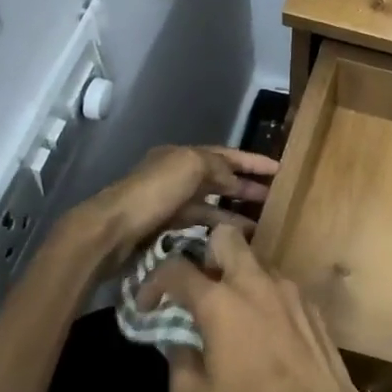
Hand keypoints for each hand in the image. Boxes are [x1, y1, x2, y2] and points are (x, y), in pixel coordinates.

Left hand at [82, 144, 277, 270]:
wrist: (112, 230)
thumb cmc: (153, 192)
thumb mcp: (190, 165)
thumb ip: (217, 166)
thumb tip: (235, 179)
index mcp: (181, 156)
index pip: (225, 154)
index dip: (252, 161)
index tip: (279, 169)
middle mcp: (176, 175)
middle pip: (218, 177)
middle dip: (246, 185)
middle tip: (275, 197)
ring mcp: (169, 202)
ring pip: (210, 203)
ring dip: (235, 210)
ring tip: (262, 221)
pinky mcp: (164, 227)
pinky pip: (199, 223)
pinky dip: (218, 227)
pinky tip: (234, 236)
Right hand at [137, 225, 391, 391]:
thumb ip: (177, 361)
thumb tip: (179, 342)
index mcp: (219, 302)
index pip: (175, 268)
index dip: (154, 282)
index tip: (149, 305)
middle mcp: (253, 281)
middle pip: (225, 236)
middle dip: (205, 253)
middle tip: (199, 286)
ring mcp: (287, 287)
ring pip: (255, 259)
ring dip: (236, 275)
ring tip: (231, 310)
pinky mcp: (310, 301)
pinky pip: (277, 283)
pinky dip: (262, 294)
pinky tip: (262, 327)